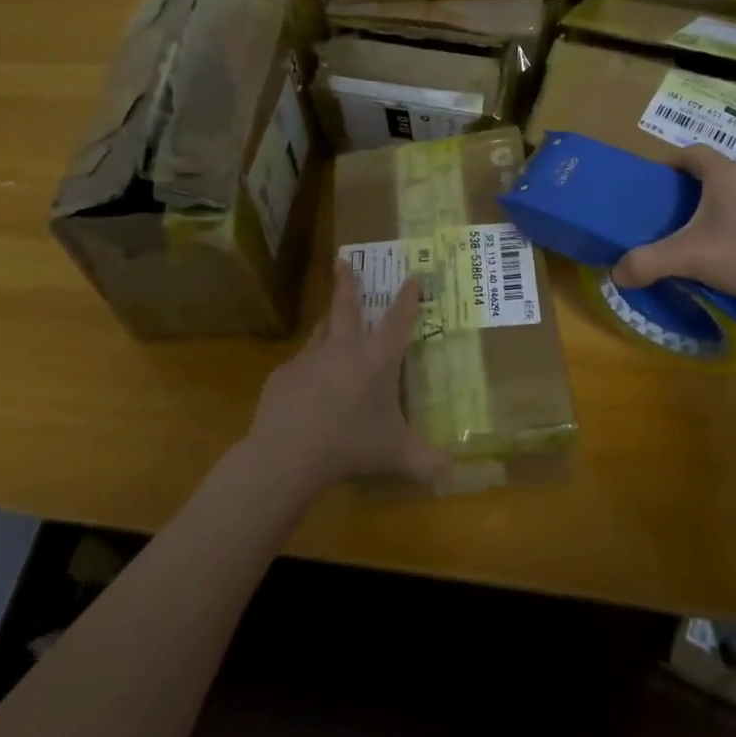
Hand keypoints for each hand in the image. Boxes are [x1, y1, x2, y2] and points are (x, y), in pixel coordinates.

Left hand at [244, 262, 450, 494]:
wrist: (289, 453)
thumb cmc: (351, 445)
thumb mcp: (396, 455)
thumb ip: (426, 463)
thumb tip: (452, 475)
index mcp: (376, 359)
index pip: (398, 321)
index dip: (408, 299)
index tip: (412, 277)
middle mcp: (343, 349)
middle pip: (346, 306)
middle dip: (348, 282)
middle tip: (343, 261)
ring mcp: (309, 359)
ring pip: (320, 331)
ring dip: (327, 321)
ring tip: (329, 318)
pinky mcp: (283, 375)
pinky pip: (299, 365)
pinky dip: (307, 368)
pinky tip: (306, 385)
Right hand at [611, 144, 735, 310]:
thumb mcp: (688, 257)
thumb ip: (648, 262)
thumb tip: (617, 272)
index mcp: (726, 174)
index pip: (691, 153)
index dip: (669, 165)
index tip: (651, 187)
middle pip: (713, 177)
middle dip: (688, 195)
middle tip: (666, 219)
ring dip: (715, 216)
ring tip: (695, 243)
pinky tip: (729, 262)